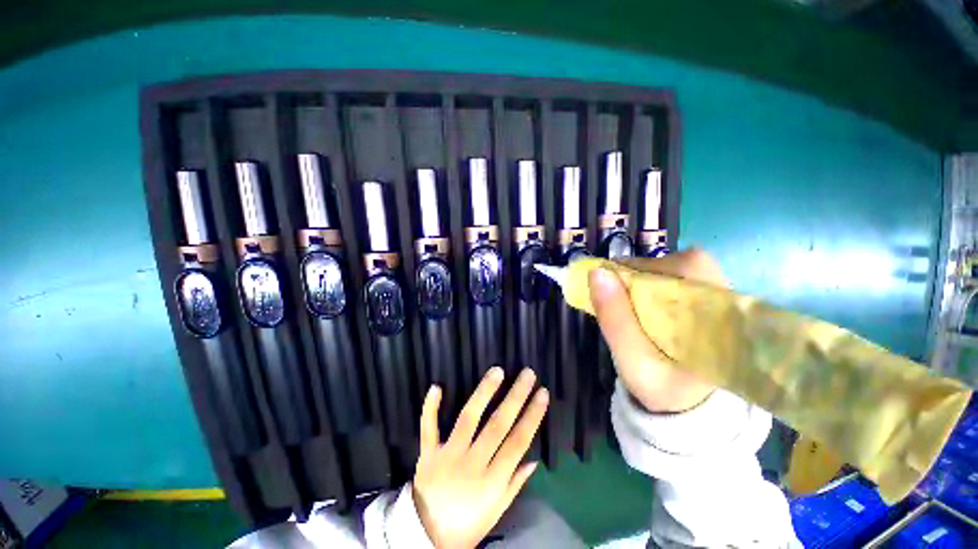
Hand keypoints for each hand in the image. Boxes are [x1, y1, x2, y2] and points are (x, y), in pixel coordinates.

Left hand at [412, 367, 548, 548]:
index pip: (518, 442)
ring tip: (497, 371)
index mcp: (492, 481)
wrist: (426, 537)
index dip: (532, 416)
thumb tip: (534, 459)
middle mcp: (472, 464)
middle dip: (515, 397)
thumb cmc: (467, 524)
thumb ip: (515, 483)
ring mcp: (448, 456)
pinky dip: (431, 408)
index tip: (542, 394)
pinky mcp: (428, 453)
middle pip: (497, 425)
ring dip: (484, 392)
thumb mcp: (497, 511)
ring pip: (468, 419)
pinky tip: (437, 387)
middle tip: (527, 374)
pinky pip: (428, 428)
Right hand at [589, 249, 725, 412]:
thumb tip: (596, 273)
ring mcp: (717, 295)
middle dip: (638, 274)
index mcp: (719, 316)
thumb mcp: (633, 361)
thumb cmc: (663, 388)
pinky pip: (673, 276)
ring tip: (625, 303)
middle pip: (679, 262)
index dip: (644, 270)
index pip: (687, 268)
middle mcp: (726, 298)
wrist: (687, 404)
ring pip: (674, 267)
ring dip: (641, 278)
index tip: (612, 284)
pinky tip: (636, 303)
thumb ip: (615, 319)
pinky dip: (646, 283)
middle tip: (615, 295)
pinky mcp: (704, 297)